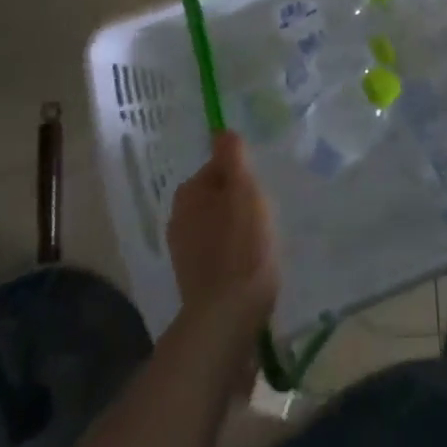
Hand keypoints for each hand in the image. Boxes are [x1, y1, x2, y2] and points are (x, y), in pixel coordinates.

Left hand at [168, 131, 277, 340]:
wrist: (228, 317)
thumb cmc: (241, 245)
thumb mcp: (243, 191)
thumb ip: (233, 158)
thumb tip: (221, 130)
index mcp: (188, 193)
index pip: (219, 167)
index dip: (243, 173)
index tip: (262, 187)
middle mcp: (179, 218)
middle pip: (217, 195)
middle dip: (239, 199)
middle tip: (267, 210)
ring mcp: (184, 251)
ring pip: (218, 223)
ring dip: (238, 225)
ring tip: (264, 236)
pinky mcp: (195, 278)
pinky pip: (219, 250)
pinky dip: (234, 250)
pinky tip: (252, 260)